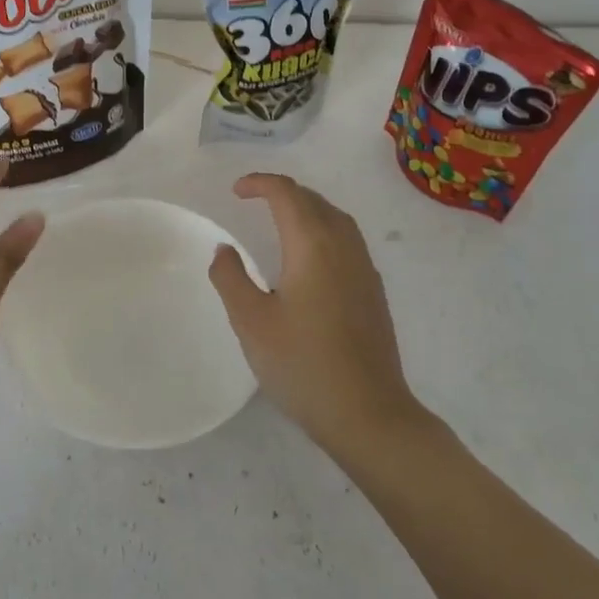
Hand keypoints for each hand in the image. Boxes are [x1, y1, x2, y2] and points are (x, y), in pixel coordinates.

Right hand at [208, 173, 419, 456]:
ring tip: (280, 219)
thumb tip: (225, 249)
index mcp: (313, 245)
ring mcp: (364, 270)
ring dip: (307, 208)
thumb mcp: (251, 322)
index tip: (236, 191)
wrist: (369, 415)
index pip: (287, 194)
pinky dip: (323, 229)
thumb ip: (231, 278)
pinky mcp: (373, 292)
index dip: (260, 183)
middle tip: (253, 200)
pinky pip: (348, 240)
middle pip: (314, 200)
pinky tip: (310, 258)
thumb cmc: (303, 365)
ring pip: (336, 218)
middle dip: (283, 192)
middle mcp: (344, 247)